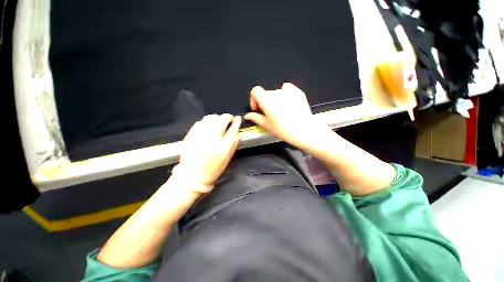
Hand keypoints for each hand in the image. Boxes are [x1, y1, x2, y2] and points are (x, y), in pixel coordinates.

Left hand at [172, 114, 241, 191]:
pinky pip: (200, 122)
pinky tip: (208, 126)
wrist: (191, 176)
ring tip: (218, 121)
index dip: (236, 122)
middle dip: (227, 117)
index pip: (232, 130)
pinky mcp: (190, 136)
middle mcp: (211, 140)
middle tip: (228, 119)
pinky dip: (206, 122)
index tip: (238, 118)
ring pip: (210, 118)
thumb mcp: (227, 160)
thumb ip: (234, 146)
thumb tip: (239, 134)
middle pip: (221, 120)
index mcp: (222, 148)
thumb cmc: (212, 170)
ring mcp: (199, 137)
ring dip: (217, 118)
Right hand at [244, 83, 330, 148]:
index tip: (257, 109)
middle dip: (264, 102)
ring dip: (275, 100)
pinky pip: (288, 89)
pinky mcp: (298, 92)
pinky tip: (288, 103)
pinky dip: (285, 94)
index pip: (255, 91)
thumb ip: (255, 118)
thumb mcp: (266, 125)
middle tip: (269, 114)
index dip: (253, 99)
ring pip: (276, 92)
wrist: (303, 131)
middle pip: (266, 93)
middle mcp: (276, 92)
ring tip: (281, 111)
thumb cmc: (282, 129)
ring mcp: (288, 91)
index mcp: (266, 100)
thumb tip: (247, 116)